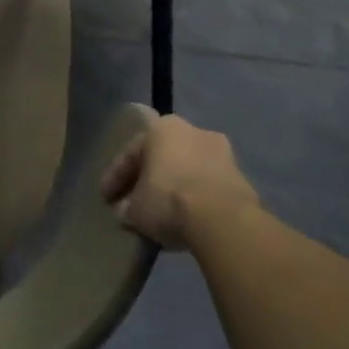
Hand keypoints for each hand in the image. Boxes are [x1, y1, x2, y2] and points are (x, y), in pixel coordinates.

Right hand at [99, 108, 258, 249]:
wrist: (224, 220)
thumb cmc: (168, 199)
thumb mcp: (135, 208)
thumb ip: (127, 206)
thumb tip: (125, 211)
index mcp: (161, 128)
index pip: (130, 154)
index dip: (114, 178)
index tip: (105, 199)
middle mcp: (192, 131)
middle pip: (162, 158)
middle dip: (148, 179)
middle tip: (134, 201)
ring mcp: (222, 154)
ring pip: (187, 170)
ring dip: (175, 187)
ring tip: (162, 212)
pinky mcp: (242, 179)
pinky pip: (208, 187)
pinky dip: (197, 199)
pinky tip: (187, 219)